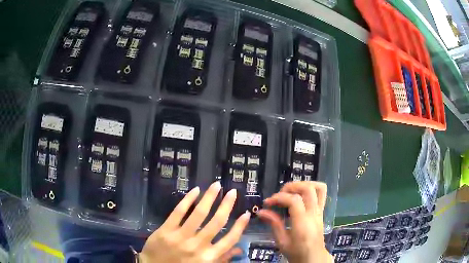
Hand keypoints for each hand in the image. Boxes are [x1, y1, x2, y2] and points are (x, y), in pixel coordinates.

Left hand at [139, 181, 250, 262]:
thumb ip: (221, 259)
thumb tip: (239, 249)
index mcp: (208, 257)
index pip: (230, 240)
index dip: (240, 226)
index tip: (246, 213)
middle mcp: (197, 246)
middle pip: (216, 222)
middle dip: (226, 205)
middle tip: (232, 192)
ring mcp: (180, 237)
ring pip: (199, 214)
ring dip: (209, 197)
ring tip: (216, 186)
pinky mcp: (166, 230)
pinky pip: (178, 212)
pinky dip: (188, 200)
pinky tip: (195, 191)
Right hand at [257, 181, 332, 262]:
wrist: (313, 257)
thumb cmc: (296, 252)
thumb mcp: (282, 242)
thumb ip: (274, 224)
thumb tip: (261, 211)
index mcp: (303, 223)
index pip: (294, 201)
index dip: (279, 198)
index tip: (268, 203)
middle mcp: (314, 214)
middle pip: (308, 189)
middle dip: (291, 187)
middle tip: (279, 194)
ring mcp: (320, 211)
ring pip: (318, 188)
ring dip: (303, 184)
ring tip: (290, 191)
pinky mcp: (322, 211)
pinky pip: (322, 194)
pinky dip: (312, 188)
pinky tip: (301, 194)